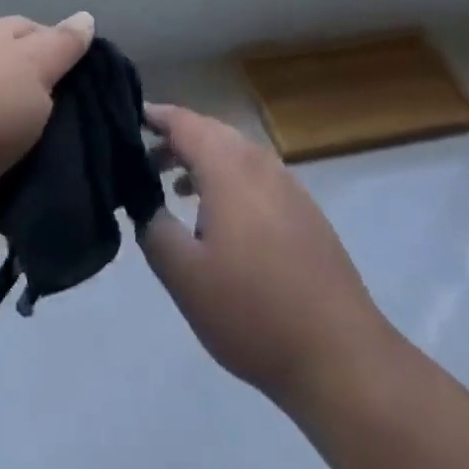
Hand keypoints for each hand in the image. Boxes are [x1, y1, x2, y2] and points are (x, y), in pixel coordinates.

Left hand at [0, 13, 95, 267]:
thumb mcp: (33, 64)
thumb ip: (62, 44)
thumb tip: (85, 17)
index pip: (38, 32)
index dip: (71, 50)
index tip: (100, 78)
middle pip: (37, 83)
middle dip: (68, 104)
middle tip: (105, 124)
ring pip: (30, 130)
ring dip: (55, 146)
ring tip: (93, 162)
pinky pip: (17, 170)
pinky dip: (36, 179)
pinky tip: (64, 188)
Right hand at [139, 103, 396, 412]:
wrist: (338, 352)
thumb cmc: (252, 310)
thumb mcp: (186, 277)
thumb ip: (155, 231)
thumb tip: (144, 205)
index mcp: (228, 166)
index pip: (184, 122)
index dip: (156, 116)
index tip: (130, 116)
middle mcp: (259, 162)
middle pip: (211, 132)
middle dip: (177, 141)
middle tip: (146, 160)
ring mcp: (287, 184)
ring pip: (235, 154)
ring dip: (203, 162)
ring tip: (175, 188)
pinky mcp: (305, 209)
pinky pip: (256, 176)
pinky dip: (229, 180)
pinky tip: (221, 220)